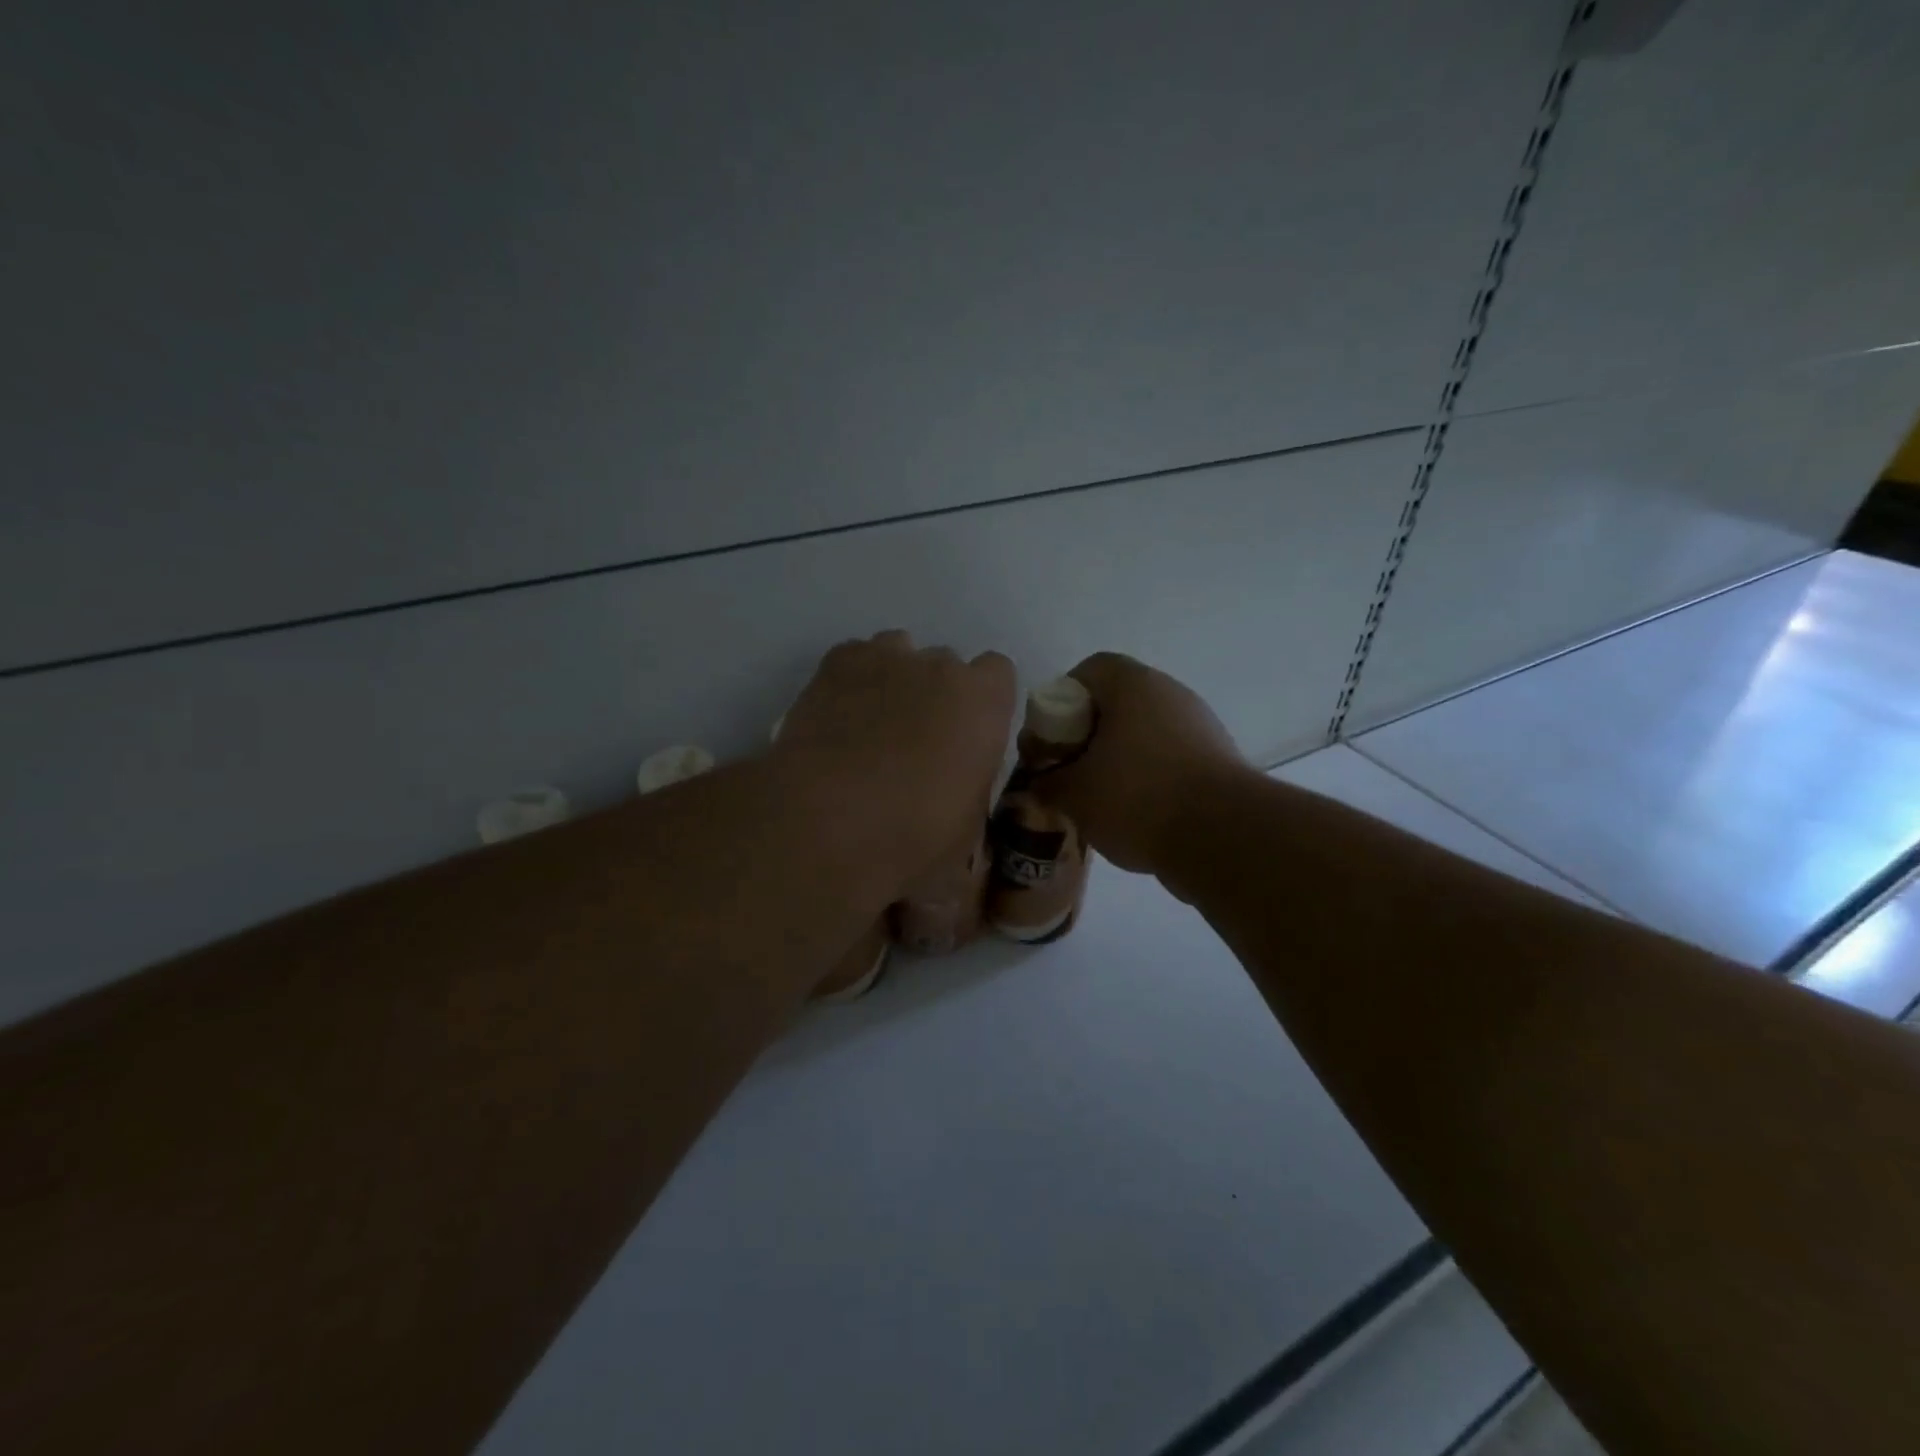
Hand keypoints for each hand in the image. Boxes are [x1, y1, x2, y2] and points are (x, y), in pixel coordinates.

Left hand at [773, 631, 1015, 894]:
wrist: (827, 824)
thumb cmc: (913, 838)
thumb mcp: (965, 836)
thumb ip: (970, 796)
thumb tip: (958, 808)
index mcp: (984, 703)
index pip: (998, 673)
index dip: (982, 703)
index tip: (967, 736)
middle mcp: (940, 666)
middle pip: (946, 665)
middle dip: (936, 694)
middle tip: (914, 742)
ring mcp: (886, 658)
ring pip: (899, 652)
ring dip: (895, 680)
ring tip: (873, 726)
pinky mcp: (836, 663)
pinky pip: (855, 658)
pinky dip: (852, 680)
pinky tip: (839, 717)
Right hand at [1028, 652, 1245, 876]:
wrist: (1222, 836)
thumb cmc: (1137, 797)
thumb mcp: (1074, 794)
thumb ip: (1045, 783)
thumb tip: (1036, 783)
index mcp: (1133, 684)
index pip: (1087, 671)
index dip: (1060, 702)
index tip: (1050, 740)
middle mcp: (1170, 693)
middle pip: (1115, 703)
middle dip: (1086, 735)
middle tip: (1068, 771)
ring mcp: (1199, 724)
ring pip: (1142, 732)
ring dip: (1116, 759)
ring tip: (1099, 799)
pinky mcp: (1217, 758)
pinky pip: (1168, 757)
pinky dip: (1147, 777)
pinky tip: (1135, 814)